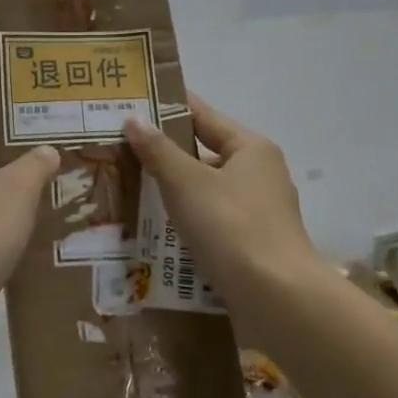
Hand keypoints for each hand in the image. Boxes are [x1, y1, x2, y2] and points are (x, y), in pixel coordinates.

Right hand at [124, 94, 321, 308]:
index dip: (169, 107)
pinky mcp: (253, 245)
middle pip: (206, 155)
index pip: (204, 116)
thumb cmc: (231, 226)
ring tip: (130, 190)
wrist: (275, 296)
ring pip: (208, 192)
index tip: (136, 101)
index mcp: (251, 149)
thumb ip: (159, 151)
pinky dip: (187, 222)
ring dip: (175, 192)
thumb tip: (134, 119)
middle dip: (166, 155)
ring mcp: (260, 212)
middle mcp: (260, 174)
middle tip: (122, 151)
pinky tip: (157, 231)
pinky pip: (212, 223)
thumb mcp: (187, 183)